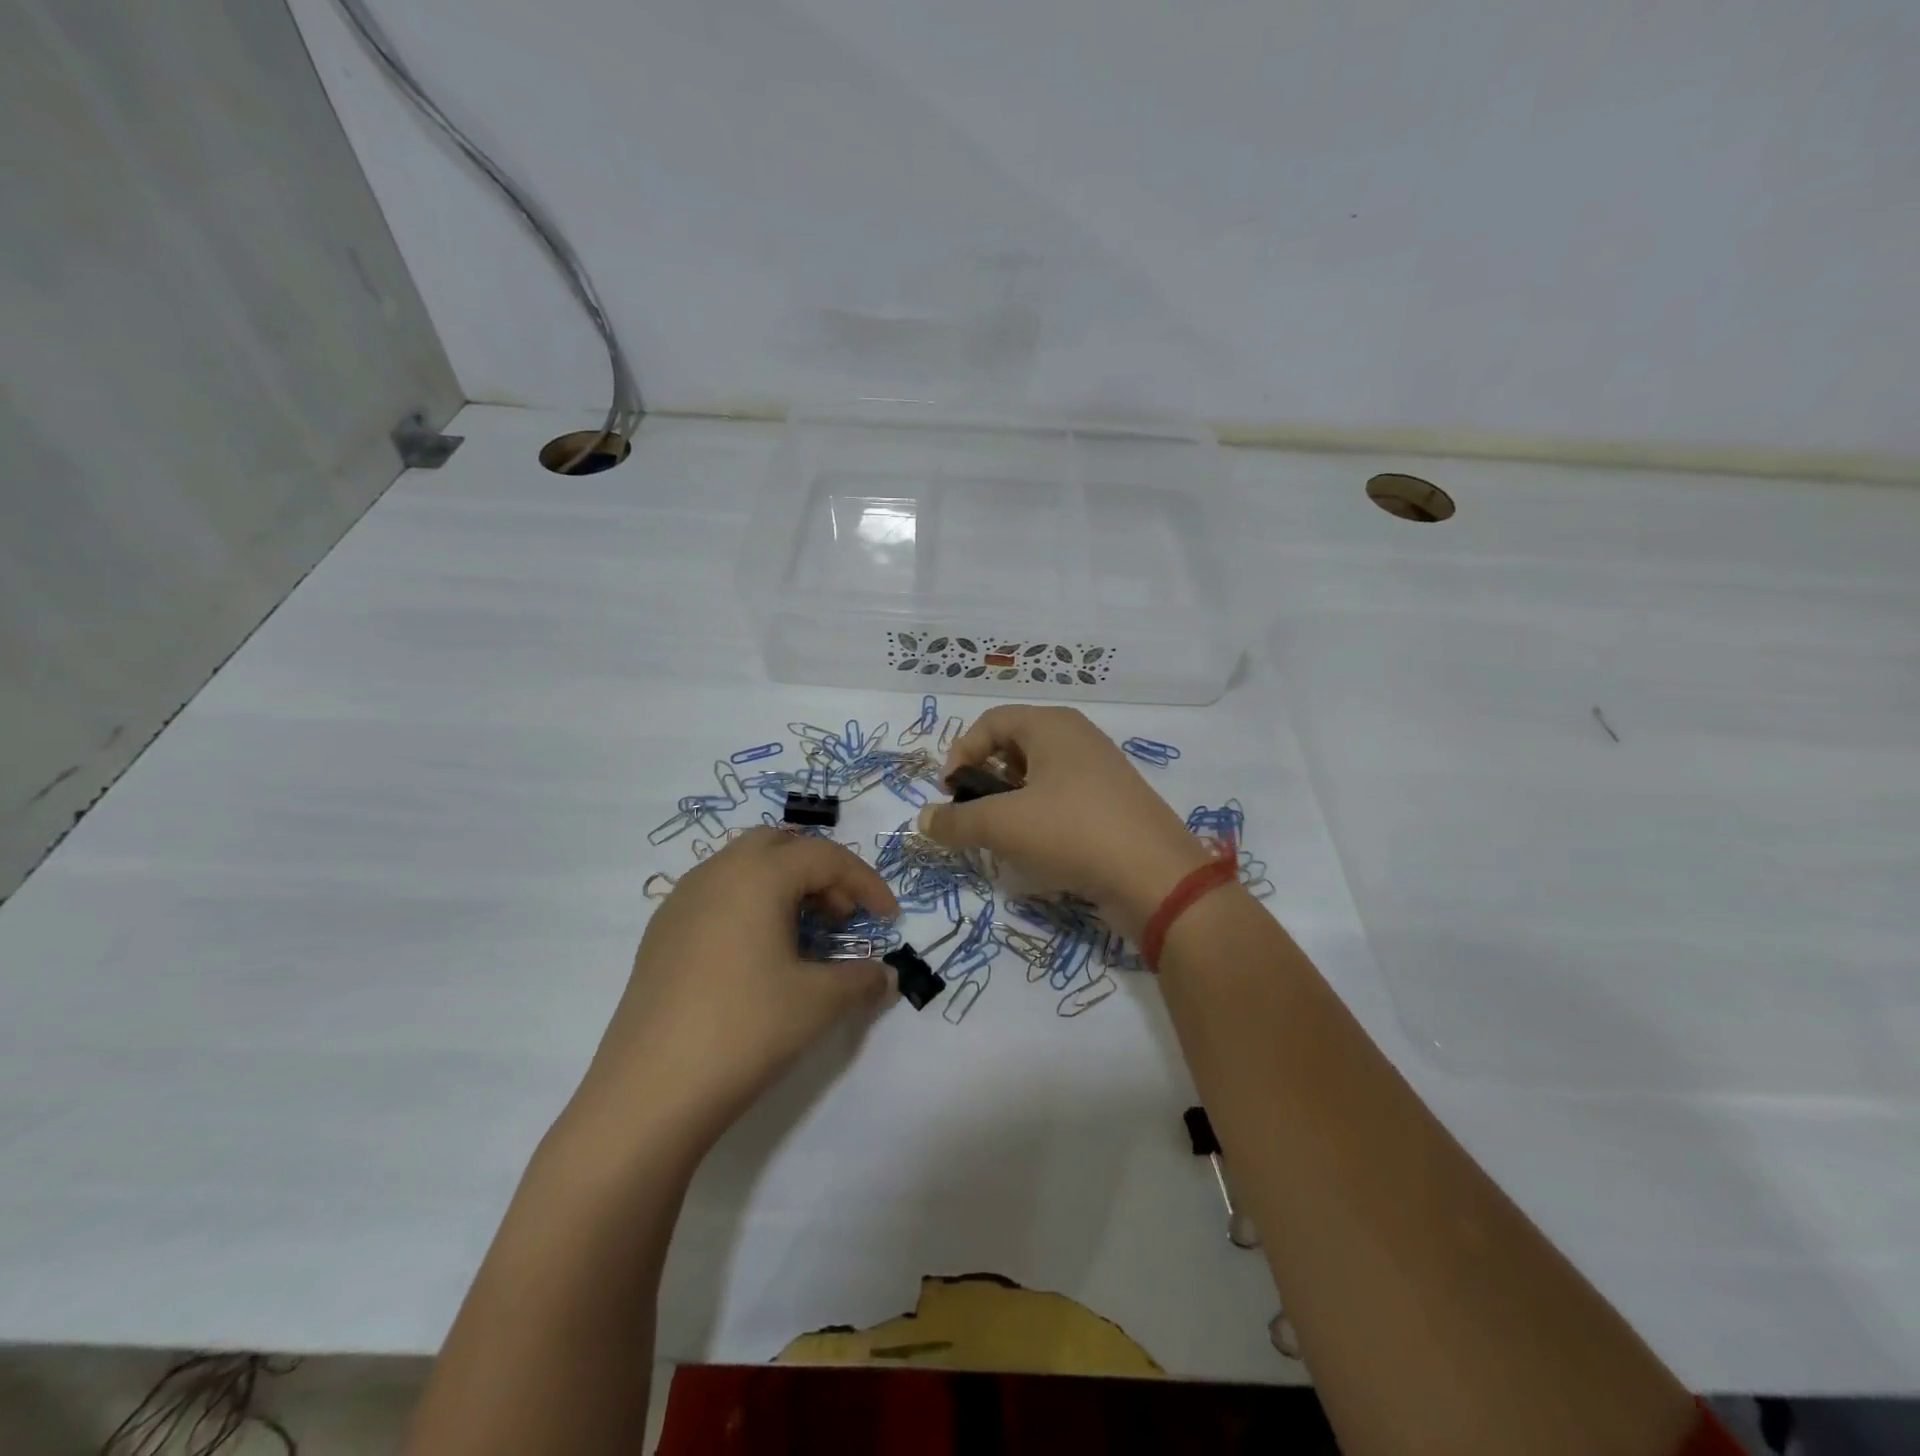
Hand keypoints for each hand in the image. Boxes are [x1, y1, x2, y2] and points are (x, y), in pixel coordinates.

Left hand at [569, 829, 899, 1150]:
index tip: (889, 918)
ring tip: (803, 936)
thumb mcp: (819, 1003)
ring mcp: (681, 901)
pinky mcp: (661, 933)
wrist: (649, 1093)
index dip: (866, 882)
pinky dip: (749, 904)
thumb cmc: (745, 1030)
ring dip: (783, 885)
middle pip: (780, 845)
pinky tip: (757, 955)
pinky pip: (716, 894)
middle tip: (841, 916)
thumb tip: (886, 975)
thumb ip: (862, 979)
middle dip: (820, 871)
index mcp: (758, 875)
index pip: (826, 857)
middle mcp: (717, 873)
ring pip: (743, 866)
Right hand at [916, 706, 1211, 940]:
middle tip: (975, 816)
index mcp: (1052, 725)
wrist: (1155, 877)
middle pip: (1014, 747)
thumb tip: (923, 821)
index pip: (990, 722)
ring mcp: (1100, 772)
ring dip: (1011, 804)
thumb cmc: (1072, 831)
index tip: (949, 793)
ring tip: (1002, 838)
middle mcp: (1077, 738)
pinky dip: (1041, 820)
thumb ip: (956, 822)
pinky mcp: (1113, 805)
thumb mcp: (1003, 825)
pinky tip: (1038, 852)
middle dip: (985, 781)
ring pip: (1039, 778)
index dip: (960, 753)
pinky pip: (1063, 801)